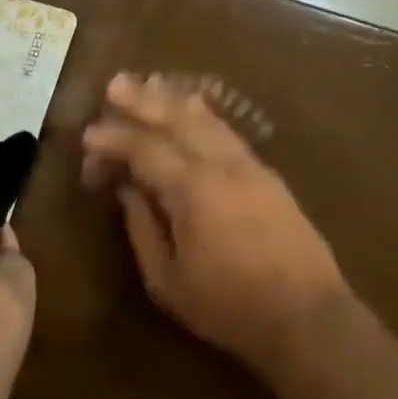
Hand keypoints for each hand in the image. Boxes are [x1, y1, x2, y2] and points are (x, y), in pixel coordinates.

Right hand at [81, 73, 348, 373]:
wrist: (307, 315)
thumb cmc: (230, 307)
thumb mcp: (169, 282)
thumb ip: (143, 230)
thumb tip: (129, 191)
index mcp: (192, 190)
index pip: (145, 149)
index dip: (114, 139)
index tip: (89, 134)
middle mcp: (221, 164)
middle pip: (177, 119)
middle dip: (143, 100)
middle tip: (116, 83)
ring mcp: (248, 165)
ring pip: (206, 119)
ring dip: (174, 100)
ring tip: (151, 83)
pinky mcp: (266, 173)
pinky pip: (226, 132)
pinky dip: (204, 115)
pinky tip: (194, 110)